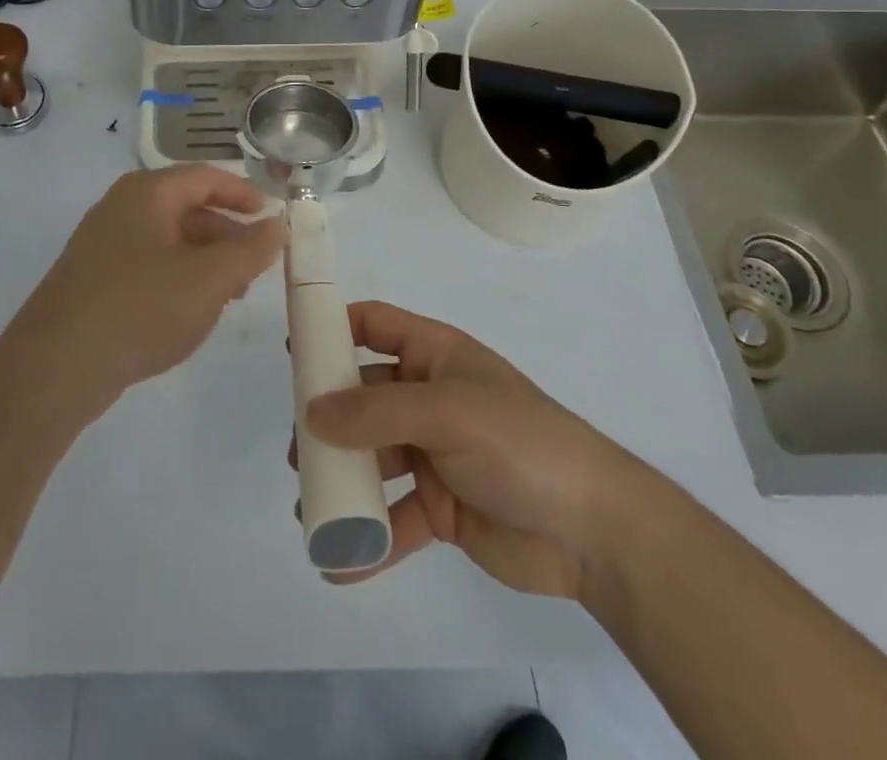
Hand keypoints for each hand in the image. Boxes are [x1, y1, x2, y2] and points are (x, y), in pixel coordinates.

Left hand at [0, 168, 283, 418]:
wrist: (56, 366)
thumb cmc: (141, 307)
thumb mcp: (209, 279)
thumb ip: (250, 250)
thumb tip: (278, 225)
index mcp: (147, 193)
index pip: (205, 177)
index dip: (242, 193)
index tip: (270, 216)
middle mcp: (121, 208)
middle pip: (186, 208)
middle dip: (226, 234)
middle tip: (255, 265)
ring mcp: (101, 244)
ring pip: (167, 240)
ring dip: (204, 260)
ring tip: (230, 294)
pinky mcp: (91, 279)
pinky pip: (146, 265)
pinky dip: (177, 278)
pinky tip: (189, 312)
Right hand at [297, 301, 643, 601]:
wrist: (593, 531)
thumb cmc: (519, 442)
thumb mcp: (446, 412)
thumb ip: (376, 412)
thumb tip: (312, 410)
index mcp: (435, 356)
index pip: (375, 325)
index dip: (334, 329)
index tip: (293, 351)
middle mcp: (429, 399)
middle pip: (363, 397)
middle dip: (328, 419)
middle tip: (297, 448)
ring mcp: (434, 454)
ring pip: (373, 459)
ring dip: (342, 480)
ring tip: (309, 506)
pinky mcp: (442, 509)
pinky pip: (394, 518)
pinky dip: (368, 538)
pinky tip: (339, 562)